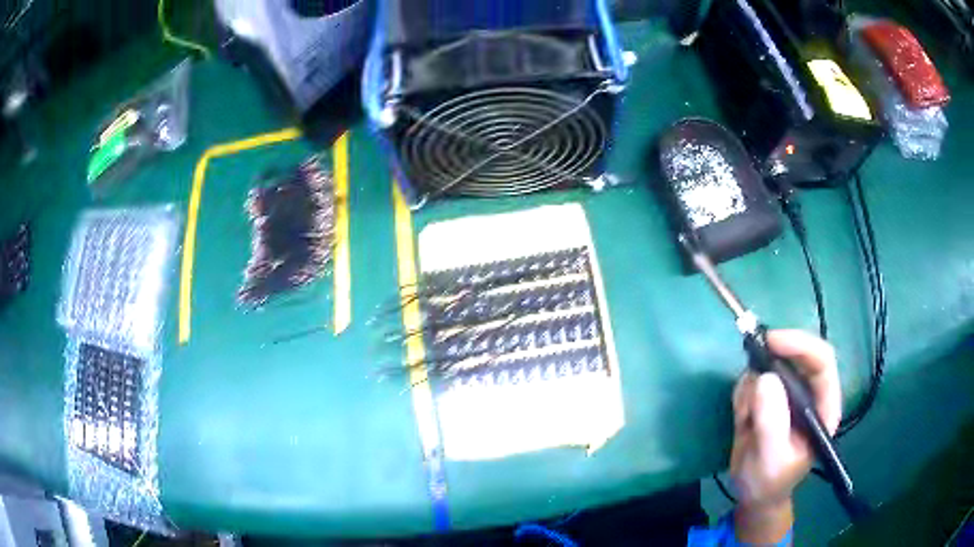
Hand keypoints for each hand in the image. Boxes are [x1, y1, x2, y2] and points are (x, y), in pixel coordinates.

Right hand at [730, 330, 841, 542]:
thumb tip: (764, 378)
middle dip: (771, 361)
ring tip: (745, 420)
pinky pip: (752, 379)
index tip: (772, 342)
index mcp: (823, 406)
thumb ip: (771, 423)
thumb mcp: (770, 458)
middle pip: (796, 356)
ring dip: (752, 387)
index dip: (801, 346)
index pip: (821, 362)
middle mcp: (809, 393)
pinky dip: (742, 394)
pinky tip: (742, 419)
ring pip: (769, 366)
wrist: (753, 494)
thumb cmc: (769, 481)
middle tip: (749, 364)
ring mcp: (788, 393)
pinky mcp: (768, 396)